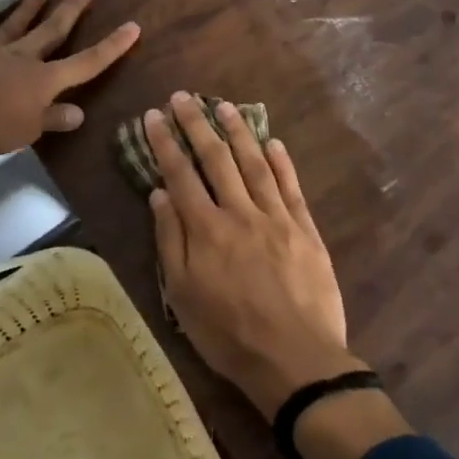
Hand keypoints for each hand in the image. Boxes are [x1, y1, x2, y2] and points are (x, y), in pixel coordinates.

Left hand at [0, 0, 138, 162]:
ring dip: (32, 6)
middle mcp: (22, 57)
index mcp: (44, 80)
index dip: (111, 47)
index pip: (87, 62)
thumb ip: (51, 120)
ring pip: (17, 24)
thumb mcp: (25, 131)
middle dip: (74, 7)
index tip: (132, 26)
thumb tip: (78, 113)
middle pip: (54, 28)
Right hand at [145, 92, 361, 418]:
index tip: (153, 116)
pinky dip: (282, 161)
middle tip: (184, 97)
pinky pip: (291, 187)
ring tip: (224, 106)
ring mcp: (276, 218)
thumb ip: (172, 240)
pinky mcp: (305, 229)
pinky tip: (273, 142)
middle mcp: (240, 213)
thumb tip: (159, 194)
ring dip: (238, 132)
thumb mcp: (183, 295)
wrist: (296, 361)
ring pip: (254, 164)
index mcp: (206, 229)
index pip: (180, 174)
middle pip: (216, 159)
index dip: (165, 143)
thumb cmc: (229, 334)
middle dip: (197, 125)